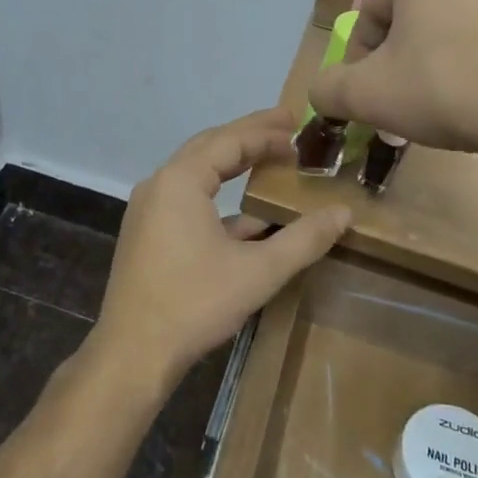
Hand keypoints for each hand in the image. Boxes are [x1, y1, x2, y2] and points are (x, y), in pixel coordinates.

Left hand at [91, 109, 350, 392]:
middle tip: (287, 128)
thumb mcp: (258, 272)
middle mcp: (159, 185)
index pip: (229, 140)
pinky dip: (219, 198)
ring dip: (233, 165)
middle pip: (210, 147)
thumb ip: (304, 239)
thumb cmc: (195, 304)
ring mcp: (149, 210)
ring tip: (271, 160)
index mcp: (180, 180)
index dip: (266, 131)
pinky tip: (251, 218)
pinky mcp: (147, 233)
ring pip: (197, 174)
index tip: (299, 125)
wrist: (133, 353)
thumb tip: (344, 214)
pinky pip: (187, 199)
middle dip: (249, 137)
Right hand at [308, 0, 477, 200]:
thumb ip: (328, 89)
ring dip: (445, 53)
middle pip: (417, 11)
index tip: (370, 95)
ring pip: (460, 19)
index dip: (362, 58)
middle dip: (406, 54)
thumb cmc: (446, 89)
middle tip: (408, 97)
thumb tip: (320, 91)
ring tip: (449, 99)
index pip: (372, 11)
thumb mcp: (368, 96)